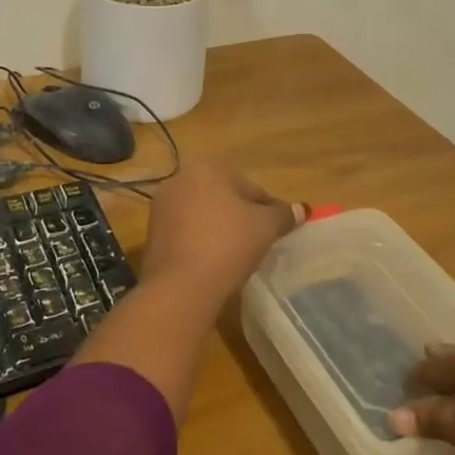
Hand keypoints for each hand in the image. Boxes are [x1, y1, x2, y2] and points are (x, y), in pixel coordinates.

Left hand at [141, 161, 301, 300]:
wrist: (181, 285)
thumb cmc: (228, 244)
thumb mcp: (266, 227)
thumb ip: (284, 215)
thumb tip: (303, 209)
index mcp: (207, 168)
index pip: (250, 188)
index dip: (268, 210)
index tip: (277, 231)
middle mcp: (179, 180)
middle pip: (224, 198)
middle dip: (241, 217)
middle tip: (258, 242)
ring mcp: (161, 208)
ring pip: (202, 215)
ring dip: (219, 230)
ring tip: (236, 255)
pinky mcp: (151, 235)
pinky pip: (186, 233)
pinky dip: (200, 243)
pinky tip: (212, 263)